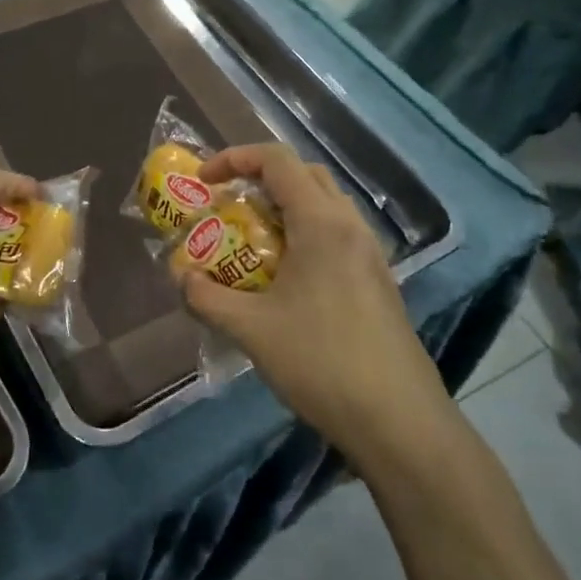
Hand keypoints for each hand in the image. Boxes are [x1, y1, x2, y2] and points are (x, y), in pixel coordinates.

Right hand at [181, 144, 454, 458]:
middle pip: (304, 174)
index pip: (277, 160)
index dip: (234, 158)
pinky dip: (304, 234)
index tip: (203, 181)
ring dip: (284, 207)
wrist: (399, 421)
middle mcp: (350, 226)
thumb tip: (180, 276)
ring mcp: (370, 253)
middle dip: (260, 178)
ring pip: (324, 204)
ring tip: (251, 239)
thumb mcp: (251, 329)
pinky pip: (336, 234)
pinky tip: (285, 276)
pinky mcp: (378, 280)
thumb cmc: (322, 362)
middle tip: (227, 204)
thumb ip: (207, 296)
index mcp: (321, 223)